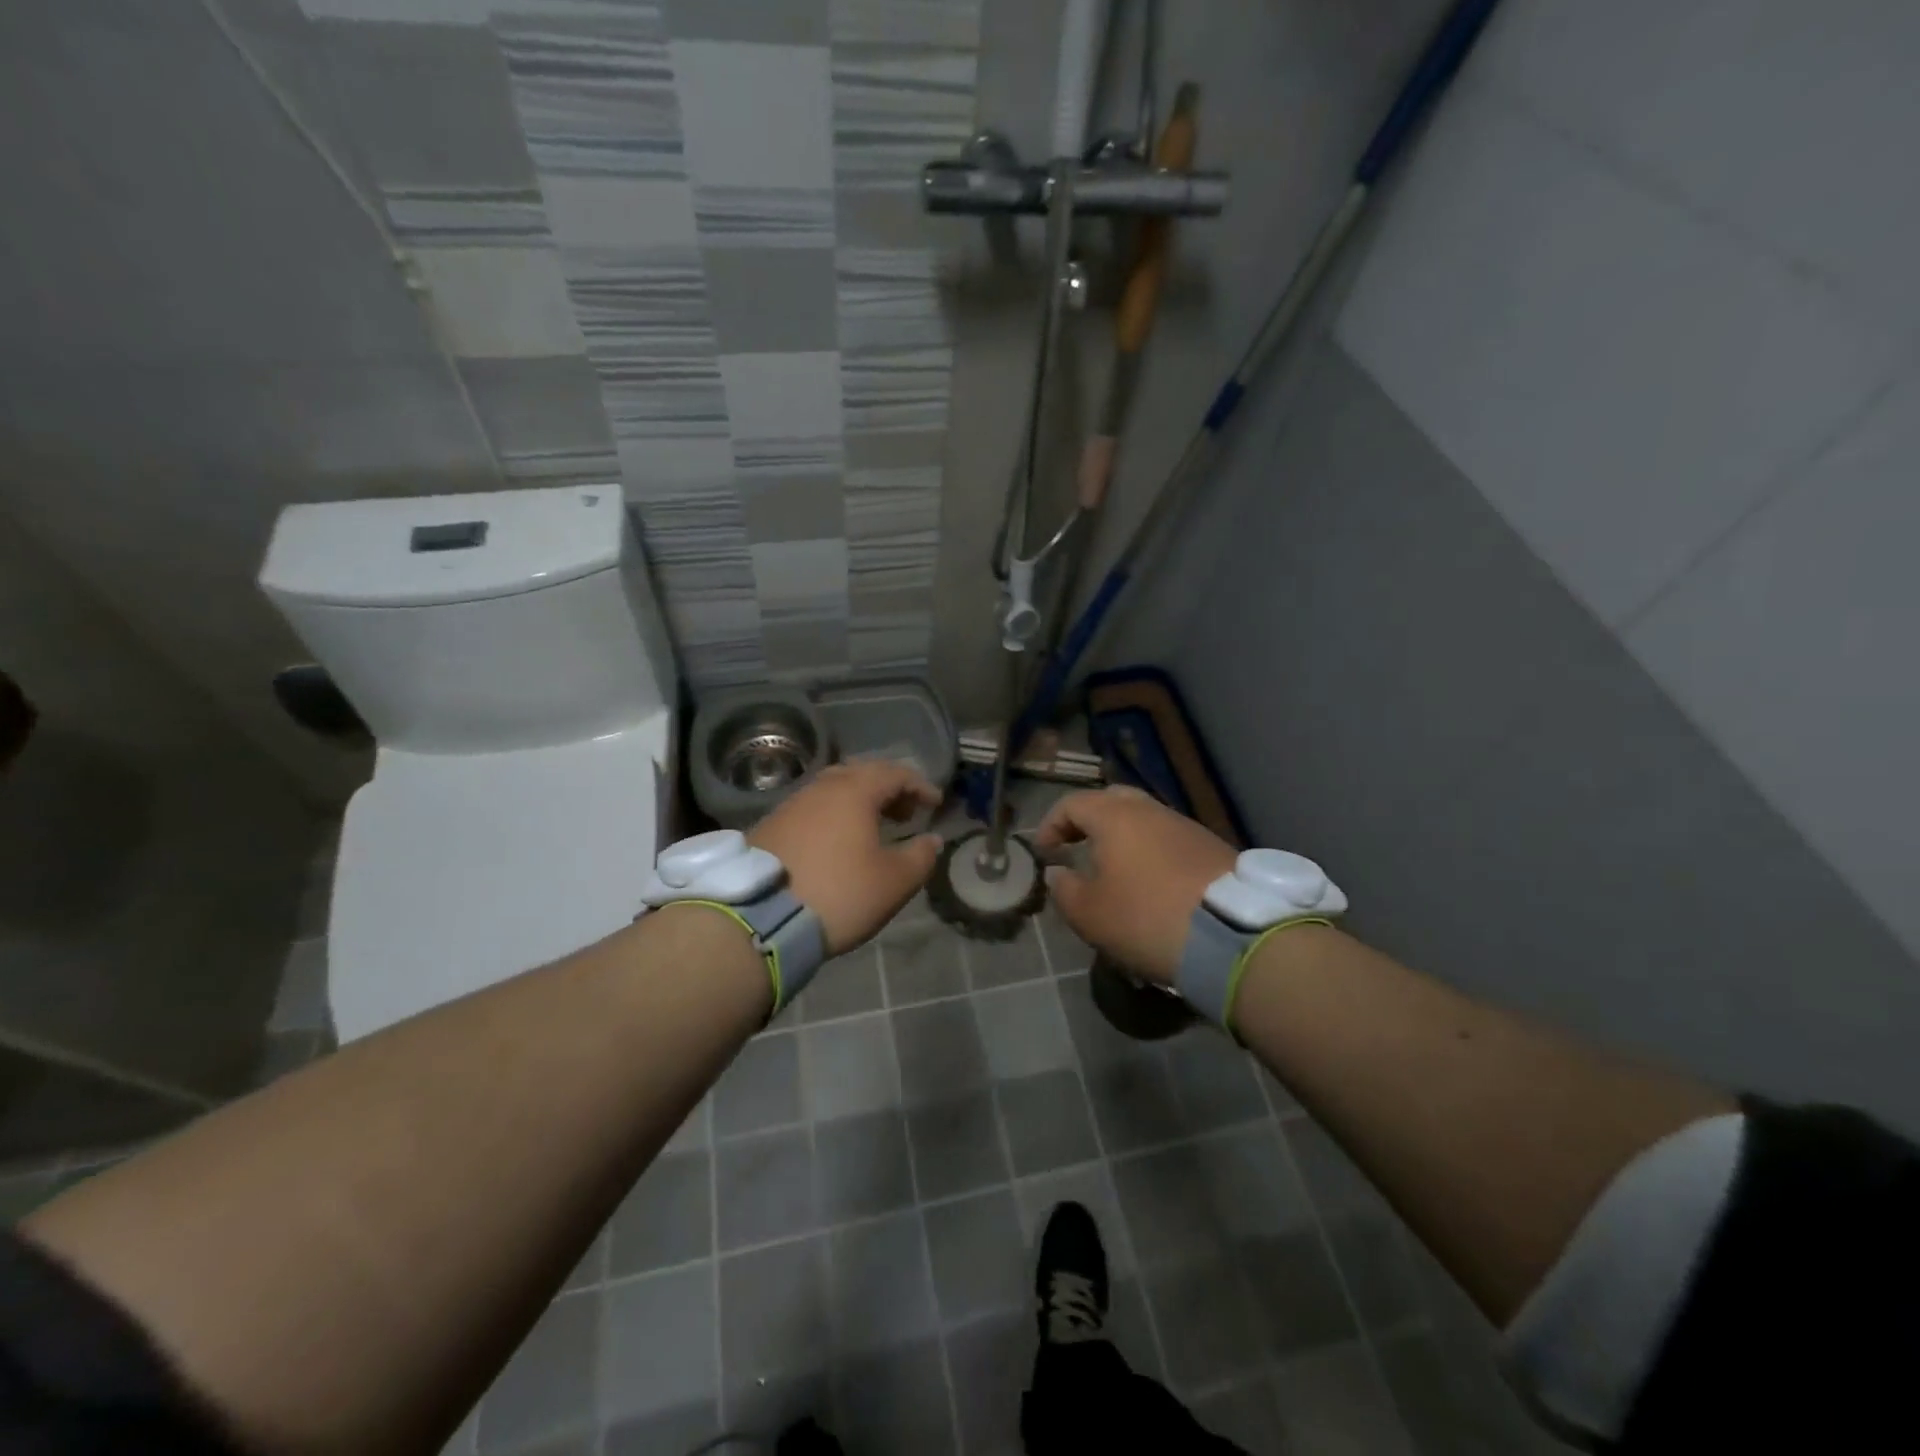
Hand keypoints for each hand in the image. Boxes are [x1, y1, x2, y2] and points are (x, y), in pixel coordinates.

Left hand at [749, 761, 942, 954]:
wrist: (759, 919)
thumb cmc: (839, 893)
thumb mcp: (893, 882)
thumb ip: (920, 856)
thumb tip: (931, 840)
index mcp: (854, 791)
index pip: (895, 773)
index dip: (920, 786)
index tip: (935, 804)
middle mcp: (821, 788)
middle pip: (862, 774)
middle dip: (889, 790)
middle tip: (906, 813)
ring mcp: (791, 805)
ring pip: (834, 791)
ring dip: (860, 803)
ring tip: (874, 828)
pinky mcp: (770, 827)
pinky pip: (812, 810)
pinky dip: (834, 817)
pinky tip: (838, 843)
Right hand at [1035, 786, 1236, 983]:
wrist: (1232, 935)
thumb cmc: (1146, 917)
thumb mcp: (1090, 914)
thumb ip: (1065, 890)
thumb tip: (1058, 873)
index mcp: (1115, 817)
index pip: (1072, 804)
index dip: (1051, 824)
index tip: (1045, 853)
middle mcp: (1151, 811)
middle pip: (1112, 800)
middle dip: (1089, 820)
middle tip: (1077, 846)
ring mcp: (1187, 826)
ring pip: (1145, 819)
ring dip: (1123, 838)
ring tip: (1114, 869)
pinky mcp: (1212, 848)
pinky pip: (1169, 840)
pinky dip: (1151, 852)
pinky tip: (1151, 882)